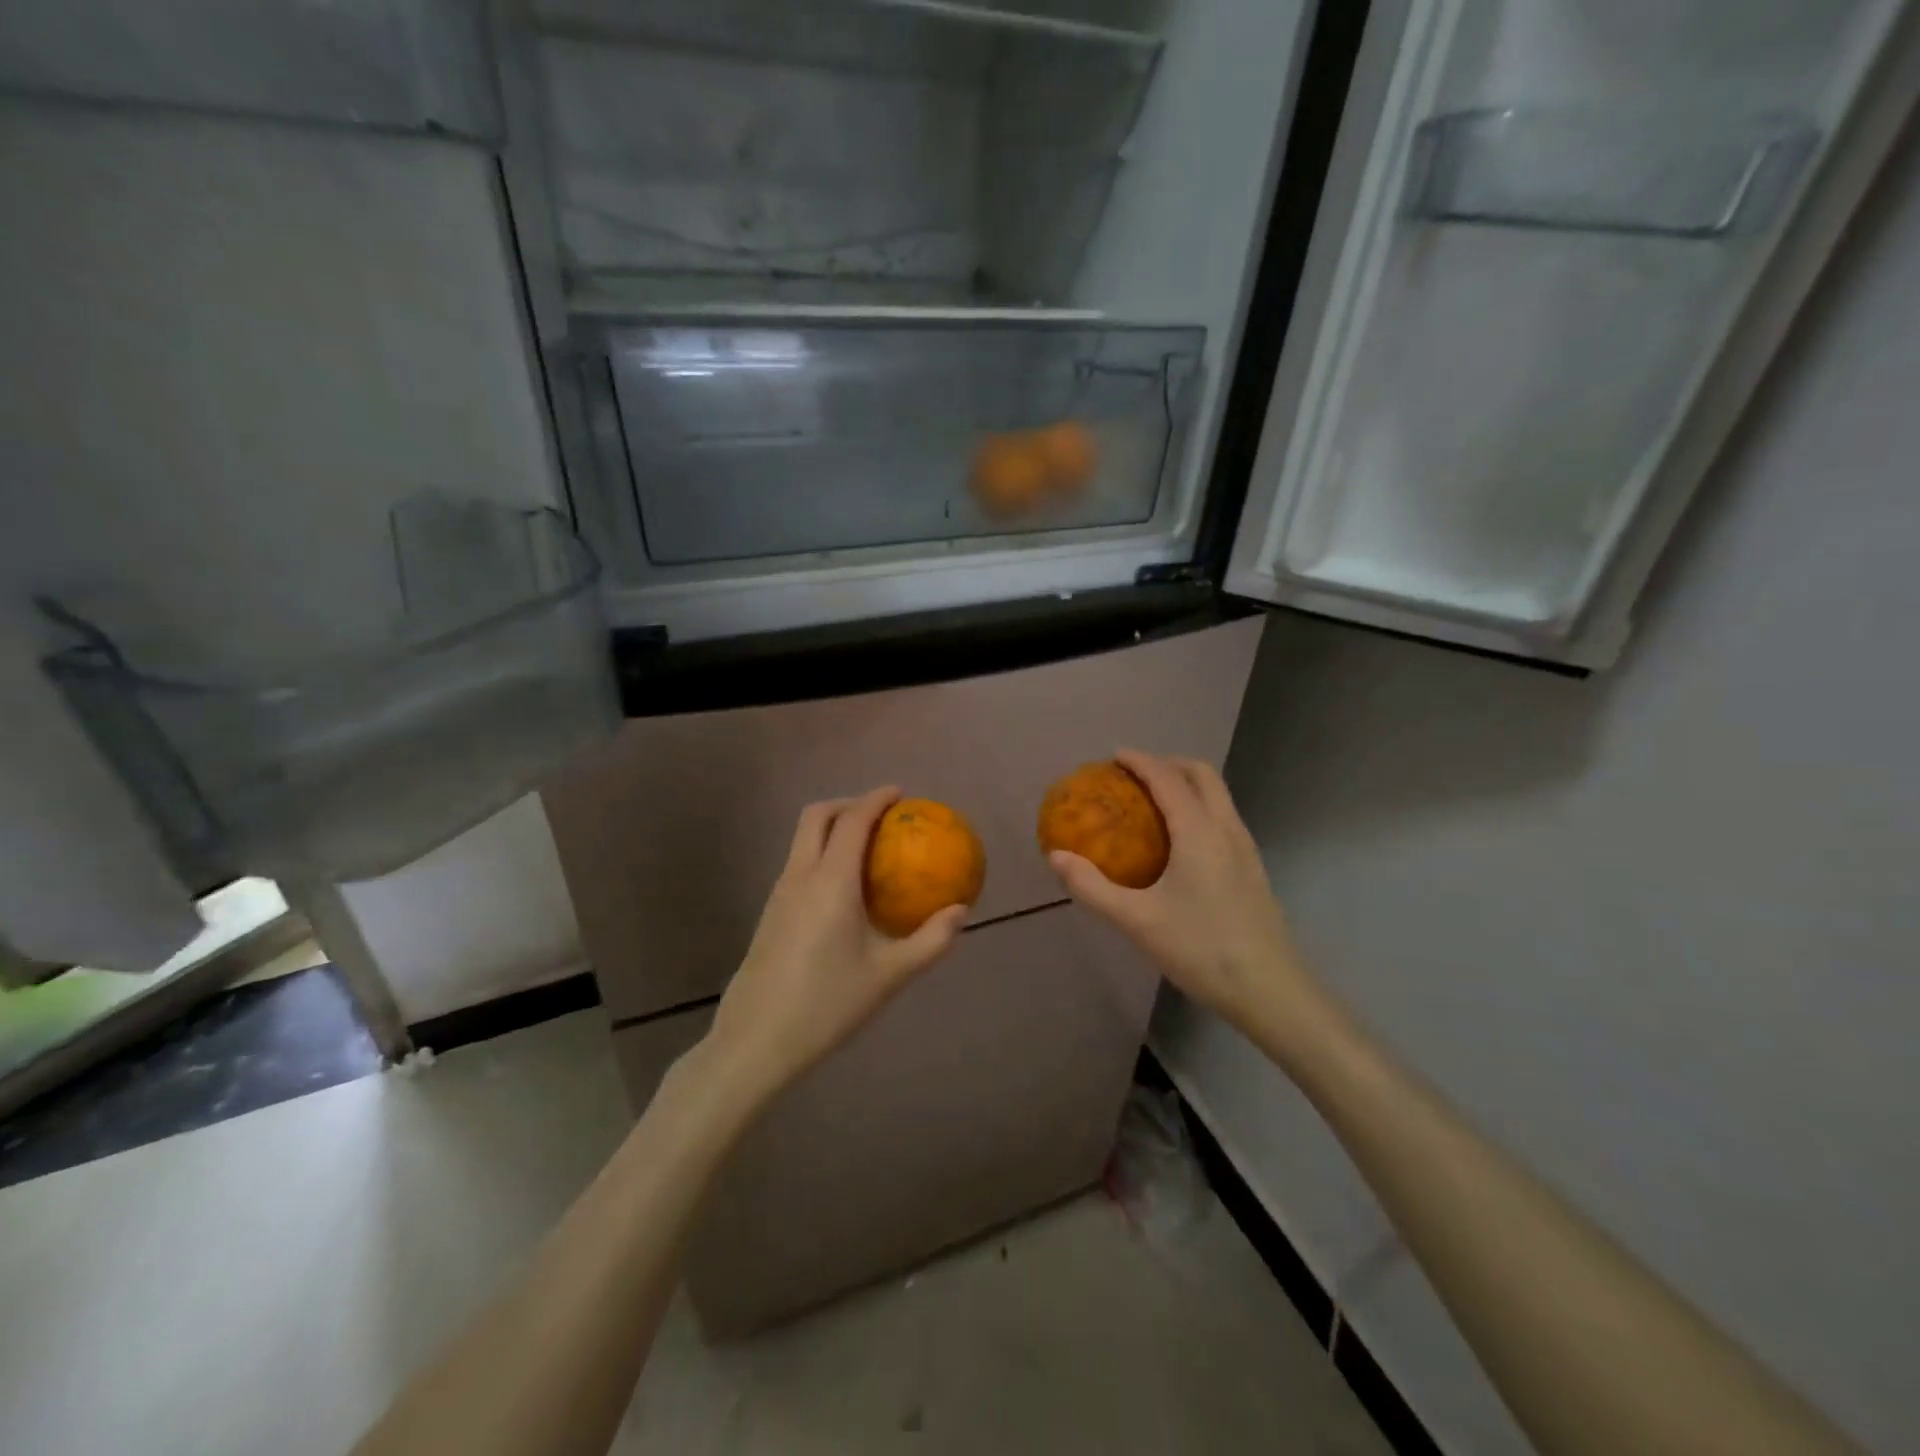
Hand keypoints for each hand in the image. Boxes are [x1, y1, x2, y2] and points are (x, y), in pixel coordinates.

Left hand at [697, 787, 965, 1117]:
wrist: (757, 1040)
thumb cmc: (828, 1004)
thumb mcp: (890, 975)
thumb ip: (930, 940)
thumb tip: (960, 911)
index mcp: (831, 880)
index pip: (853, 820)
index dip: (877, 799)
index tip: (901, 793)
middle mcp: (800, 875)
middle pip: (817, 816)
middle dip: (848, 803)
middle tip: (880, 815)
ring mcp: (779, 893)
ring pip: (802, 839)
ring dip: (831, 827)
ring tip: (866, 848)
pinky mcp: (769, 913)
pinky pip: (798, 863)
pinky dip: (821, 853)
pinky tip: (843, 889)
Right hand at [1047, 750, 1313, 1031]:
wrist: (1270, 990)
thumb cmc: (1201, 949)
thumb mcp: (1137, 921)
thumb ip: (1093, 887)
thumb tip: (1056, 857)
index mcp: (1199, 832)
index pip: (1167, 779)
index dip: (1140, 761)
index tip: (1113, 757)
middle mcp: (1226, 829)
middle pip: (1201, 774)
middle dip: (1168, 764)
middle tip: (1134, 775)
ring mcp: (1245, 848)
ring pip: (1218, 795)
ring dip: (1186, 784)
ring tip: (1153, 803)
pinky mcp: (1252, 869)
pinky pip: (1223, 818)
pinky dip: (1198, 808)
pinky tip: (1179, 843)